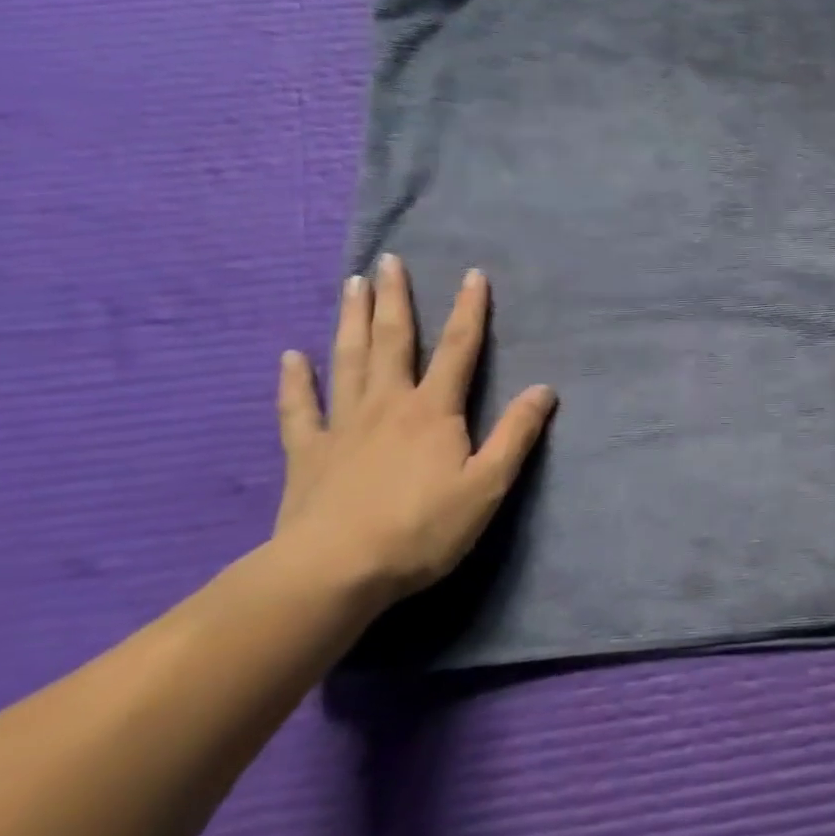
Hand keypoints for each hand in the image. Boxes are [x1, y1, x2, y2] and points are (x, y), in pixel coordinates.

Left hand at [274, 254, 555, 604]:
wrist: (333, 574)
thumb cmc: (421, 529)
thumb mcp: (488, 485)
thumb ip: (516, 434)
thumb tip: (544, 388)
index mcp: (434, 410)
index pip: (458, 349)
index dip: (469, 310)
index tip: (472, 274)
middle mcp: (388, 405)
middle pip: (392, 341)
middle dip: (394, 299)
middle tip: (388, 261)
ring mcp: (343, 426)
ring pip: (348, 361)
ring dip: (350, 320)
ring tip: (352, 285)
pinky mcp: (307, 454)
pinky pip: (299, 410)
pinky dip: (294, 381)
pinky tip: (290, 357)